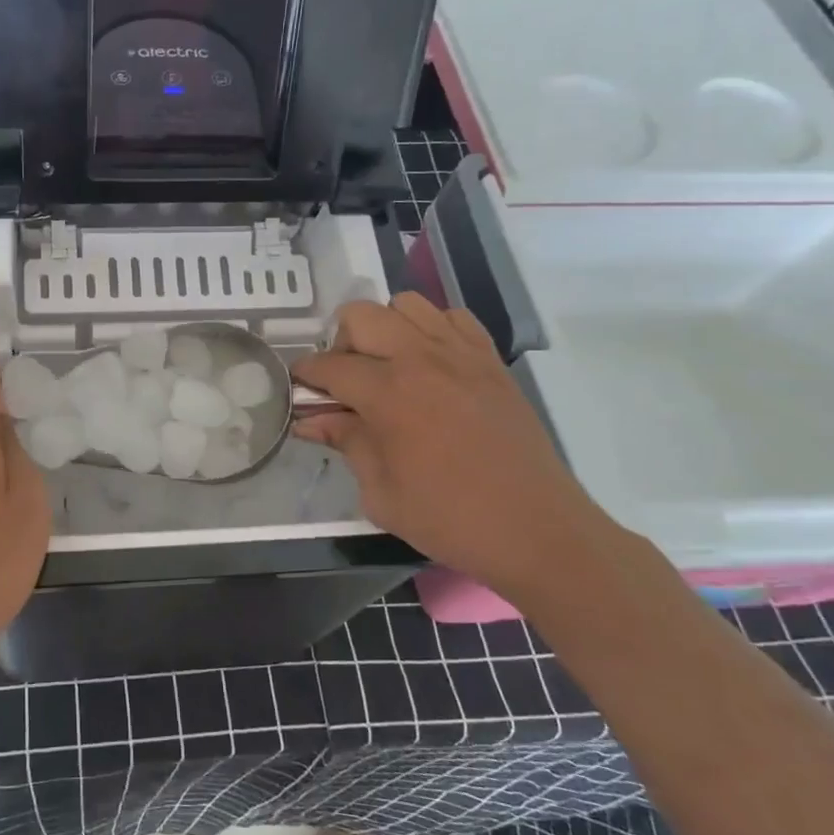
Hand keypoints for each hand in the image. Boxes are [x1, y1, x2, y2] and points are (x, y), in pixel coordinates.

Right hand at [292, 294, 628, 607]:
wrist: (535, 529)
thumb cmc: (449, 518)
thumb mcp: (380, 492)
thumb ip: (346, 443)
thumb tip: (311, 420)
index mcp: (388, 394)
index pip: (329, 366)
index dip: (305, 375)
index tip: (298, 388)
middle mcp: (421, 359)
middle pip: (362, 315)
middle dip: (341, 342)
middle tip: (346, 380)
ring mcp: (460, 354)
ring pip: (407, 304)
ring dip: (386, 328)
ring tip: (388, 366)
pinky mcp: (491, 360)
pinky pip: (453, 317)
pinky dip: (432, 329)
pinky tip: (430, 363)